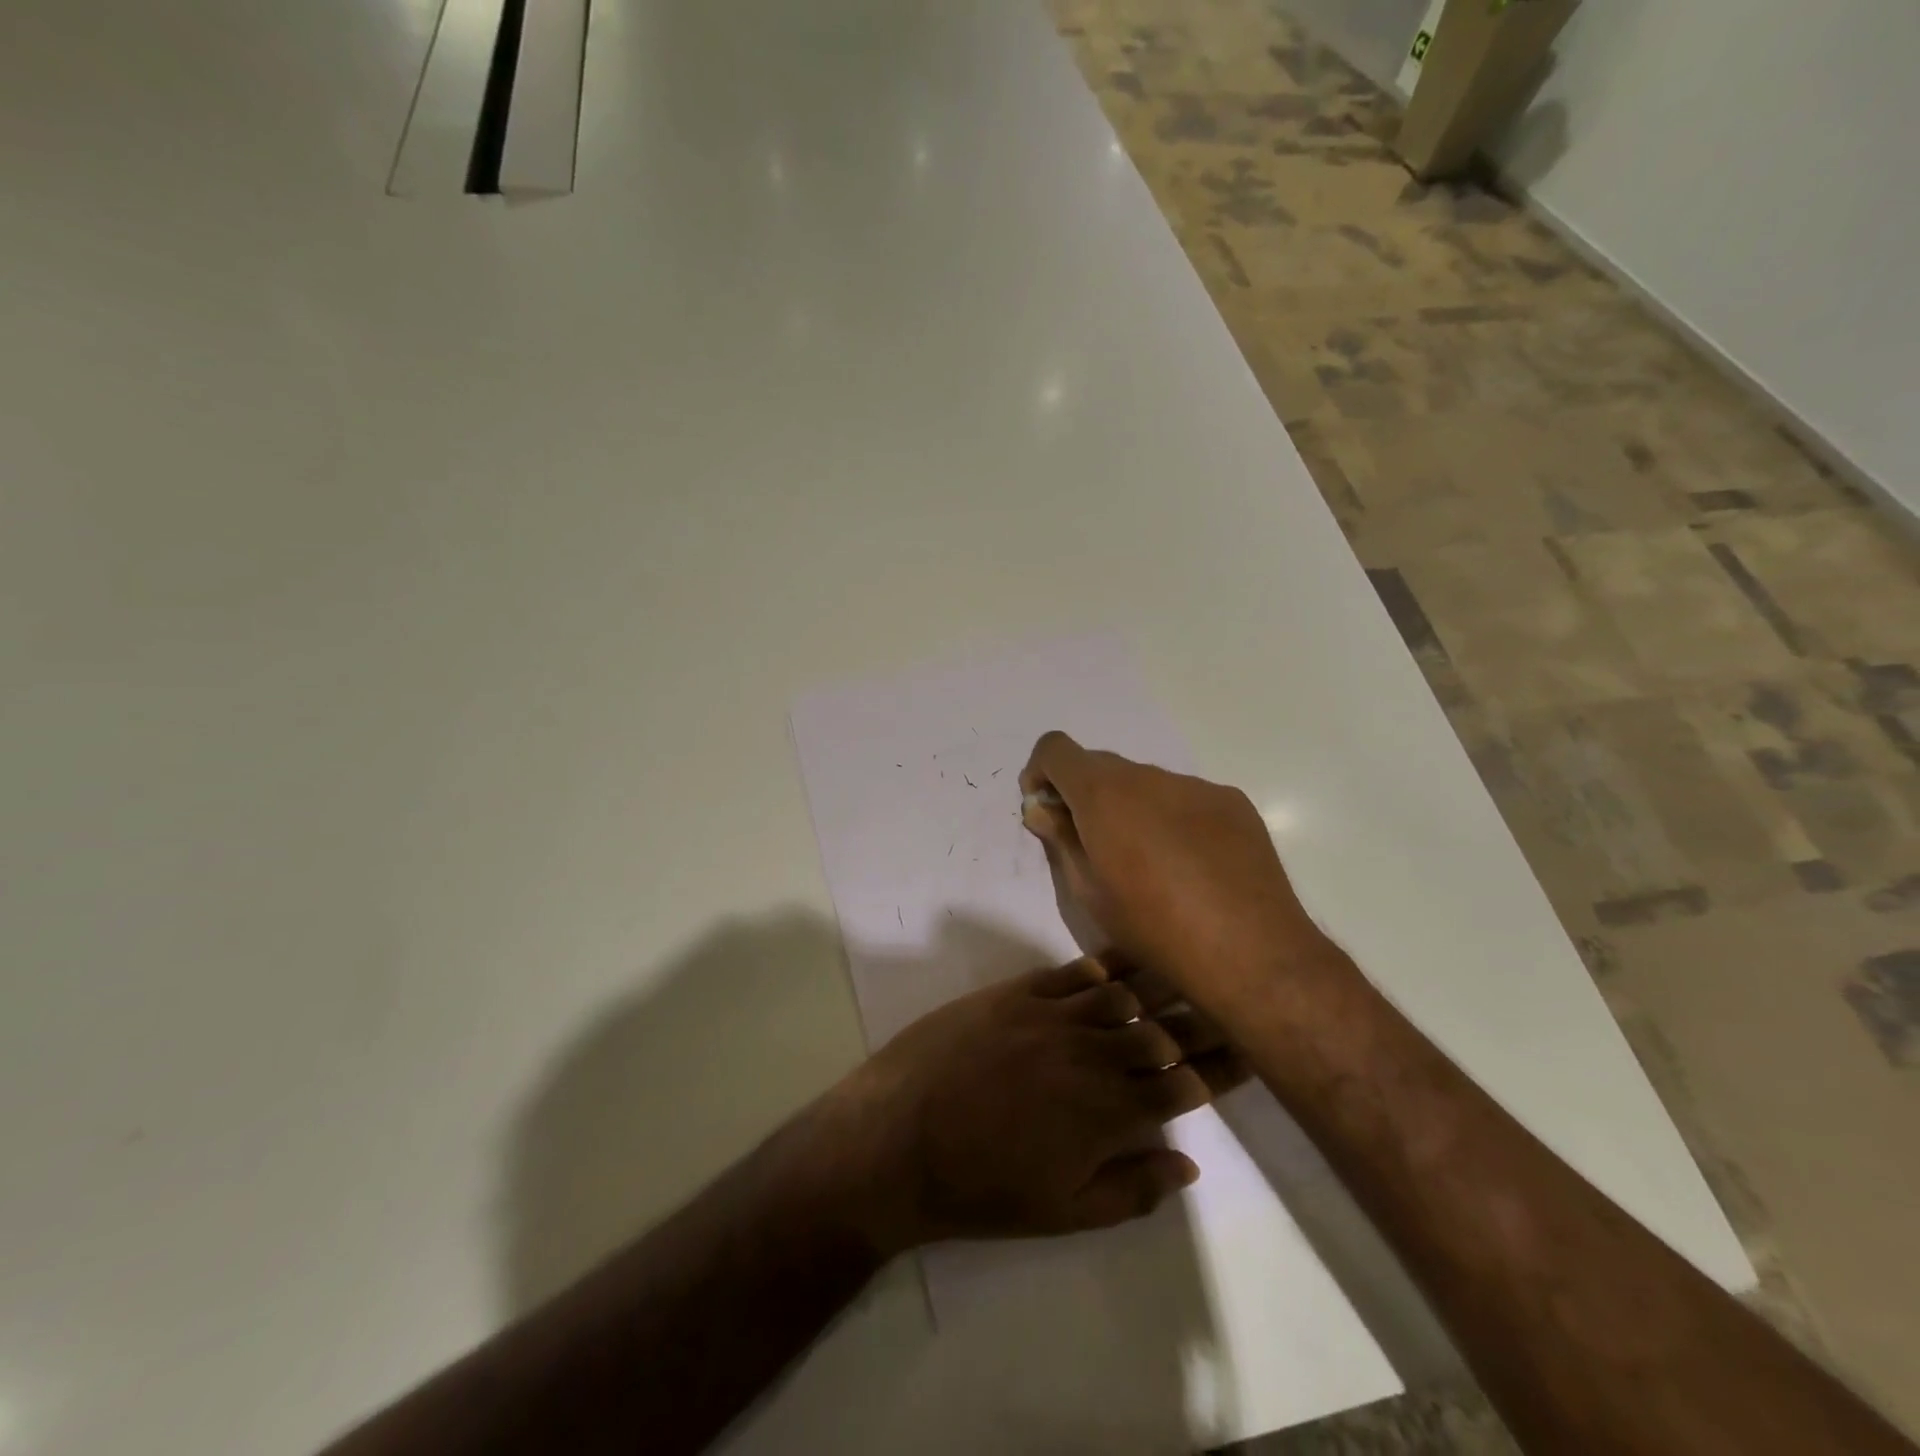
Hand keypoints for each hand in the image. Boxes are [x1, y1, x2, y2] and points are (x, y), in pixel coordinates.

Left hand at [821, 958, 1243, 1256]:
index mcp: (1109, 1113)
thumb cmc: (982, 1188)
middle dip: (1202, 1019)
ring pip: (1122, 995)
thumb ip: (1133, 1188)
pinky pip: (1071, 973)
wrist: (899, 1137)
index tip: (1250, 1047)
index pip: (1182, 1083)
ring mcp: (1052, 1016)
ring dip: (1160, 984)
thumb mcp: (1064, 1213)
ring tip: (1190, 967)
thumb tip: (1188, 1161)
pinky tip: (1121, 961)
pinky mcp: (1015, 993)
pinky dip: (1102, 967)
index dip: (1221, 1067)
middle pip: (1161, 1031)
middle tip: (1233, 999)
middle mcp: (1091, 1054)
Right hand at [1019, 732, 1327, 1008]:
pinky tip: (1190, 865)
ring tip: (1149, 862)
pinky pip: (1186, 798)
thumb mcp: (1089, 892)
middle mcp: (1148, 776)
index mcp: (1104, 793)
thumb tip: (1042, 809)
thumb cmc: (1153, 926)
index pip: (1055, 749)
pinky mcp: (1232, 802)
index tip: (1046, 809)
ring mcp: (1195, 785)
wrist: (1249, 951)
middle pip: (1101, 766)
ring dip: (1132, 808)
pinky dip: (1172, 818)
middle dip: (1086, 795)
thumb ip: (1061, 840)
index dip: (1041, 773)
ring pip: (1146, 783)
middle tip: (1093, 844)